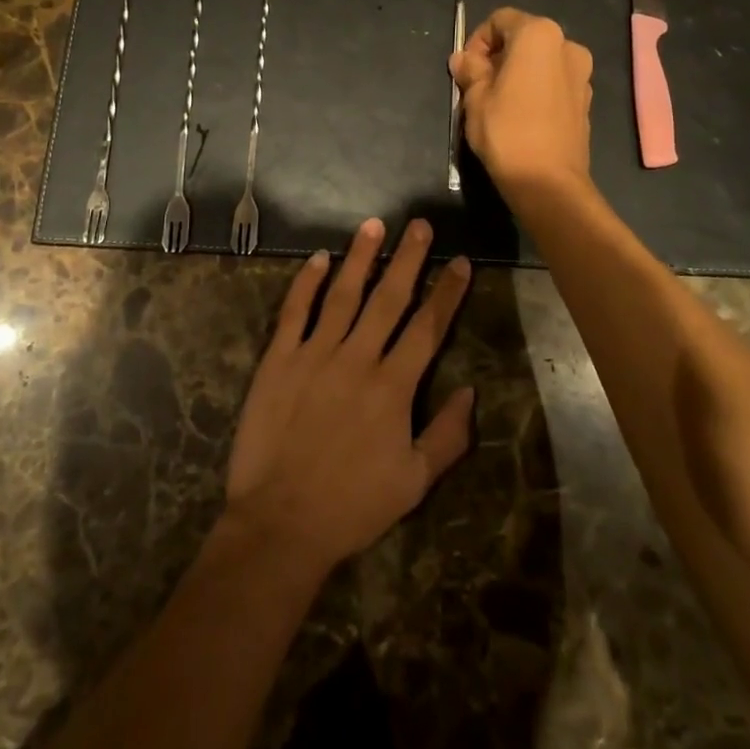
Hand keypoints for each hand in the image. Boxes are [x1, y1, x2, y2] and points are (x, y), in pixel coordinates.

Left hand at [223, 219, 474, 576]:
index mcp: (393, 387)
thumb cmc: (352, 506)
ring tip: (374, 225)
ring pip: (343, 294)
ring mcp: (314, 354)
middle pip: (389, 299)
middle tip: (421, 224)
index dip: (446, 292)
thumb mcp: (414, 482)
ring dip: (360, 258)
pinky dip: (306, 282)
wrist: (281, 523)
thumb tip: (471, 390)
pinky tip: (317, 258)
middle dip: (409, 259)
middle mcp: (357, 358)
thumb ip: (448, 436)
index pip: (428, 328)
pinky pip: (295, 312)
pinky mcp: (278, 359)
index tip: (459, 261)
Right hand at [451, 7, 593, 203]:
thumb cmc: (507, 130)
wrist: (548, 182)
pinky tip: (520, 116)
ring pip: (540, 61)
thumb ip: (470, 70)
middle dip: (498, 56)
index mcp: (539, 35)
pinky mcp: (586, 100)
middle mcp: (567, 45)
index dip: (478, 40)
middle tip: (478, 86)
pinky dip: (536, 88)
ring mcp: (582, 74)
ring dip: (517, 73)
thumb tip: (463, 59)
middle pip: (523, 38)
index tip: (467, 69)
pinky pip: (554, 82)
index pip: (500, 20)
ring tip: (498, 102)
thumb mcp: (475, 97)